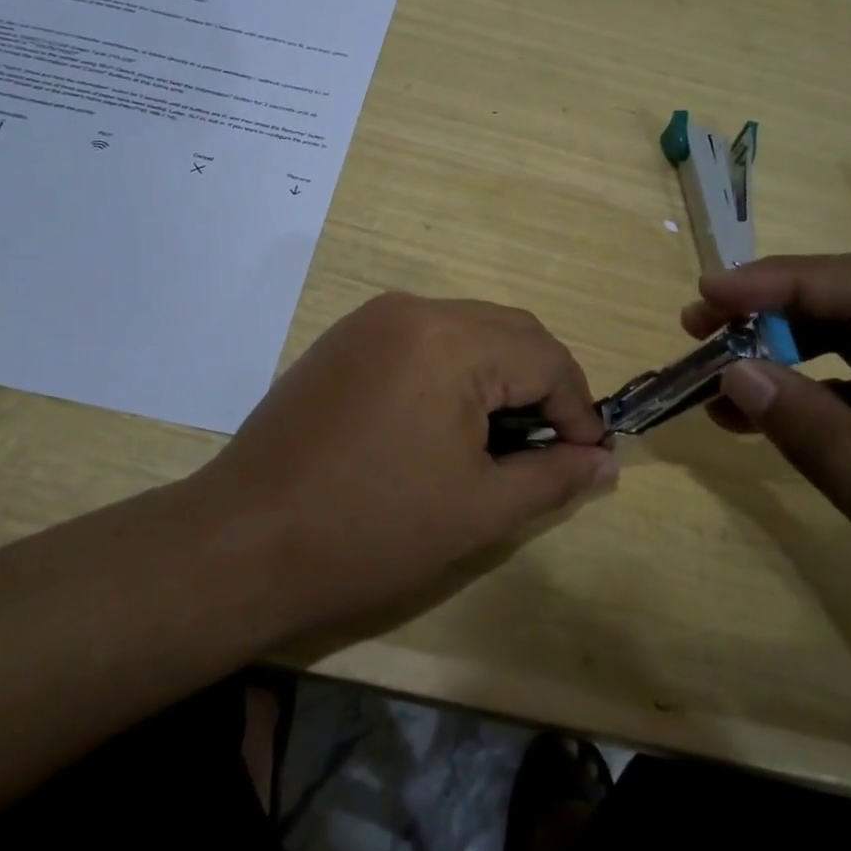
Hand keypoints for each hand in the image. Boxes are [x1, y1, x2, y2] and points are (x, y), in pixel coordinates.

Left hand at [195, 293, 616, 632]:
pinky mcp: (343, 340)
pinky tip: (444, 423)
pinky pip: (422, 340)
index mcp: (451, 340)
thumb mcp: (479, 509)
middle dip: (542, 386)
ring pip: (466, 332)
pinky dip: (453, 372)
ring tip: (498, 440)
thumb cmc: (371, 529)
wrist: (244, 541)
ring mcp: (371, 321)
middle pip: (509, 332)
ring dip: (498, 377)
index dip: (578, 410)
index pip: (547, 358)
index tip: (587, 460)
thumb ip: (553, 477)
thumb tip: (605, 463)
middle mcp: (412, 310)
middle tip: (547, 449)